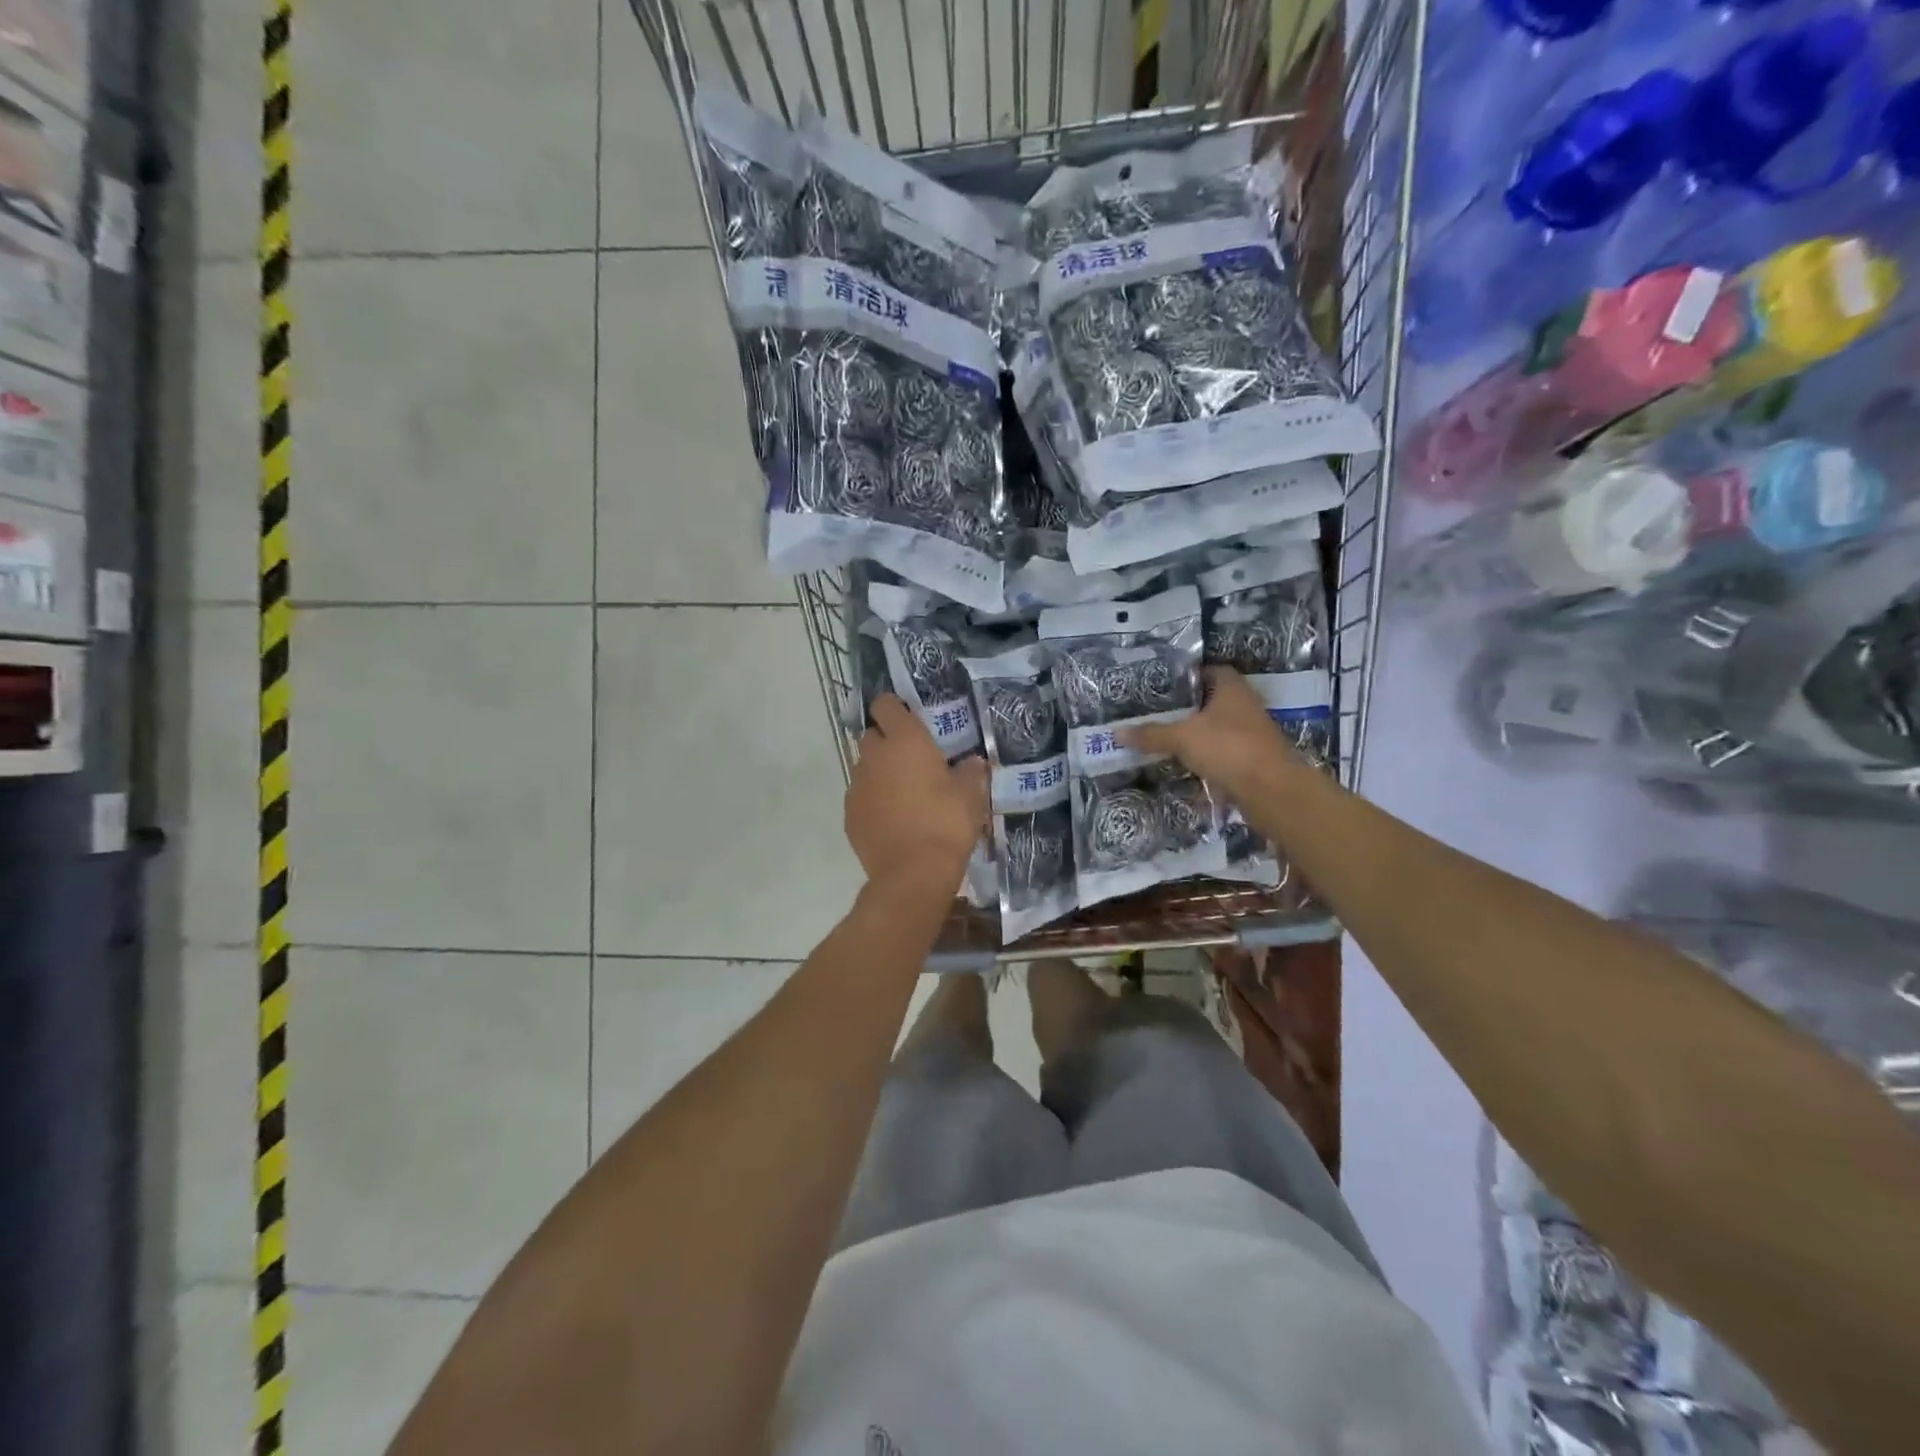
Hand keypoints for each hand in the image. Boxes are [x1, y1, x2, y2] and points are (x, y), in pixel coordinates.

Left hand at [846, 696, 988, 892]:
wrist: (913, 873)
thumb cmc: (946, 824)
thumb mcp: (970, 796)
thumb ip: (971, 773)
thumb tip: (973, 763)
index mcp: (905, 741)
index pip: (885, 705)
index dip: (894, 708)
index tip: (909, 719)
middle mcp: (874, 756)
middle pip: (872, 735)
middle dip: (888, 742)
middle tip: (912, 760)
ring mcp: (857, 785)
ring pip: (865, 767)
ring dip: (880, 773)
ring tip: (904, 794)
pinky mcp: (849, 814)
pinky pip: (861, 796)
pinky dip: (873, 800)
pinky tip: (892, 818)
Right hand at [1121, 667, 1294, 798]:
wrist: (1271, 790)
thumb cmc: (1228, 748)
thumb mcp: (1182, 738)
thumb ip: (1151, 734)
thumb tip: (1115, 732)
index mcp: (1232, 689)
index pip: (1212, 671)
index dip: (1191, 676)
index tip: (1167, 686)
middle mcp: (1246, 705)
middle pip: (1215, 700)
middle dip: (1191, 706)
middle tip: (1160, 712)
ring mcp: (1253, 734)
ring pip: (1220, 727)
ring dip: (1200, 732)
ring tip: (1169, 737)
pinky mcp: (1253, 760)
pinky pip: (1225, 752)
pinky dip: (1209, 755)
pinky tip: (1188, 763)